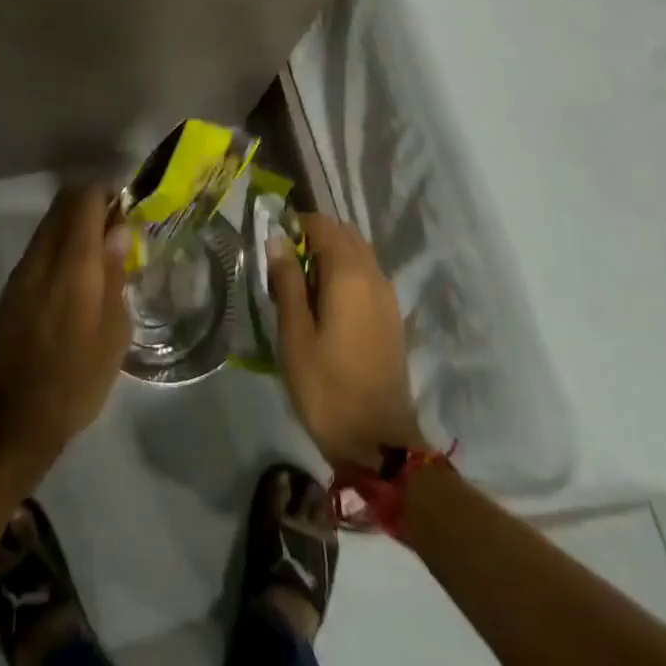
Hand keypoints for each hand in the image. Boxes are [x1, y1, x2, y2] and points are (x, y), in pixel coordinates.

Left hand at [0, 186, 133, 488]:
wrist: (13, 421)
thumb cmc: (76, 380)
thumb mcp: (113, 332)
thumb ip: (114, 274)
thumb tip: (117, 231)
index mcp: (71, 263)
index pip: (84, 198)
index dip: (108, 192)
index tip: (129, 207)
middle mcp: (41, 257)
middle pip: (63, 204)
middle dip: (92, 204)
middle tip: (119, 229)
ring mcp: (21, 272)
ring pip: (49, 225)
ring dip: (75, 226)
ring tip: (102, 256)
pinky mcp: (10, 290)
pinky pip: (39, 250)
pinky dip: (60, 247)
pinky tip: (77, 280)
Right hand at [269, 213, 425, 470]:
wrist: (378, 441)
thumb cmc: (326, 387)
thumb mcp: (295, 335)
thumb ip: (287, 282)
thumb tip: (278, 239)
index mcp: (349, 275)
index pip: (323, 225)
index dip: (297, 225)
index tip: (273, 243)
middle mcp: (374, 276)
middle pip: (346, 235)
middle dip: (315, 237)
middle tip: (284, 264)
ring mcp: (388, 297)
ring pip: (359, 254)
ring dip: (332, 255)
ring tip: (302, 284)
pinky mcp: (392, 317)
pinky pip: (368, 276)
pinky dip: (347, 274)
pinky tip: (326, 303)